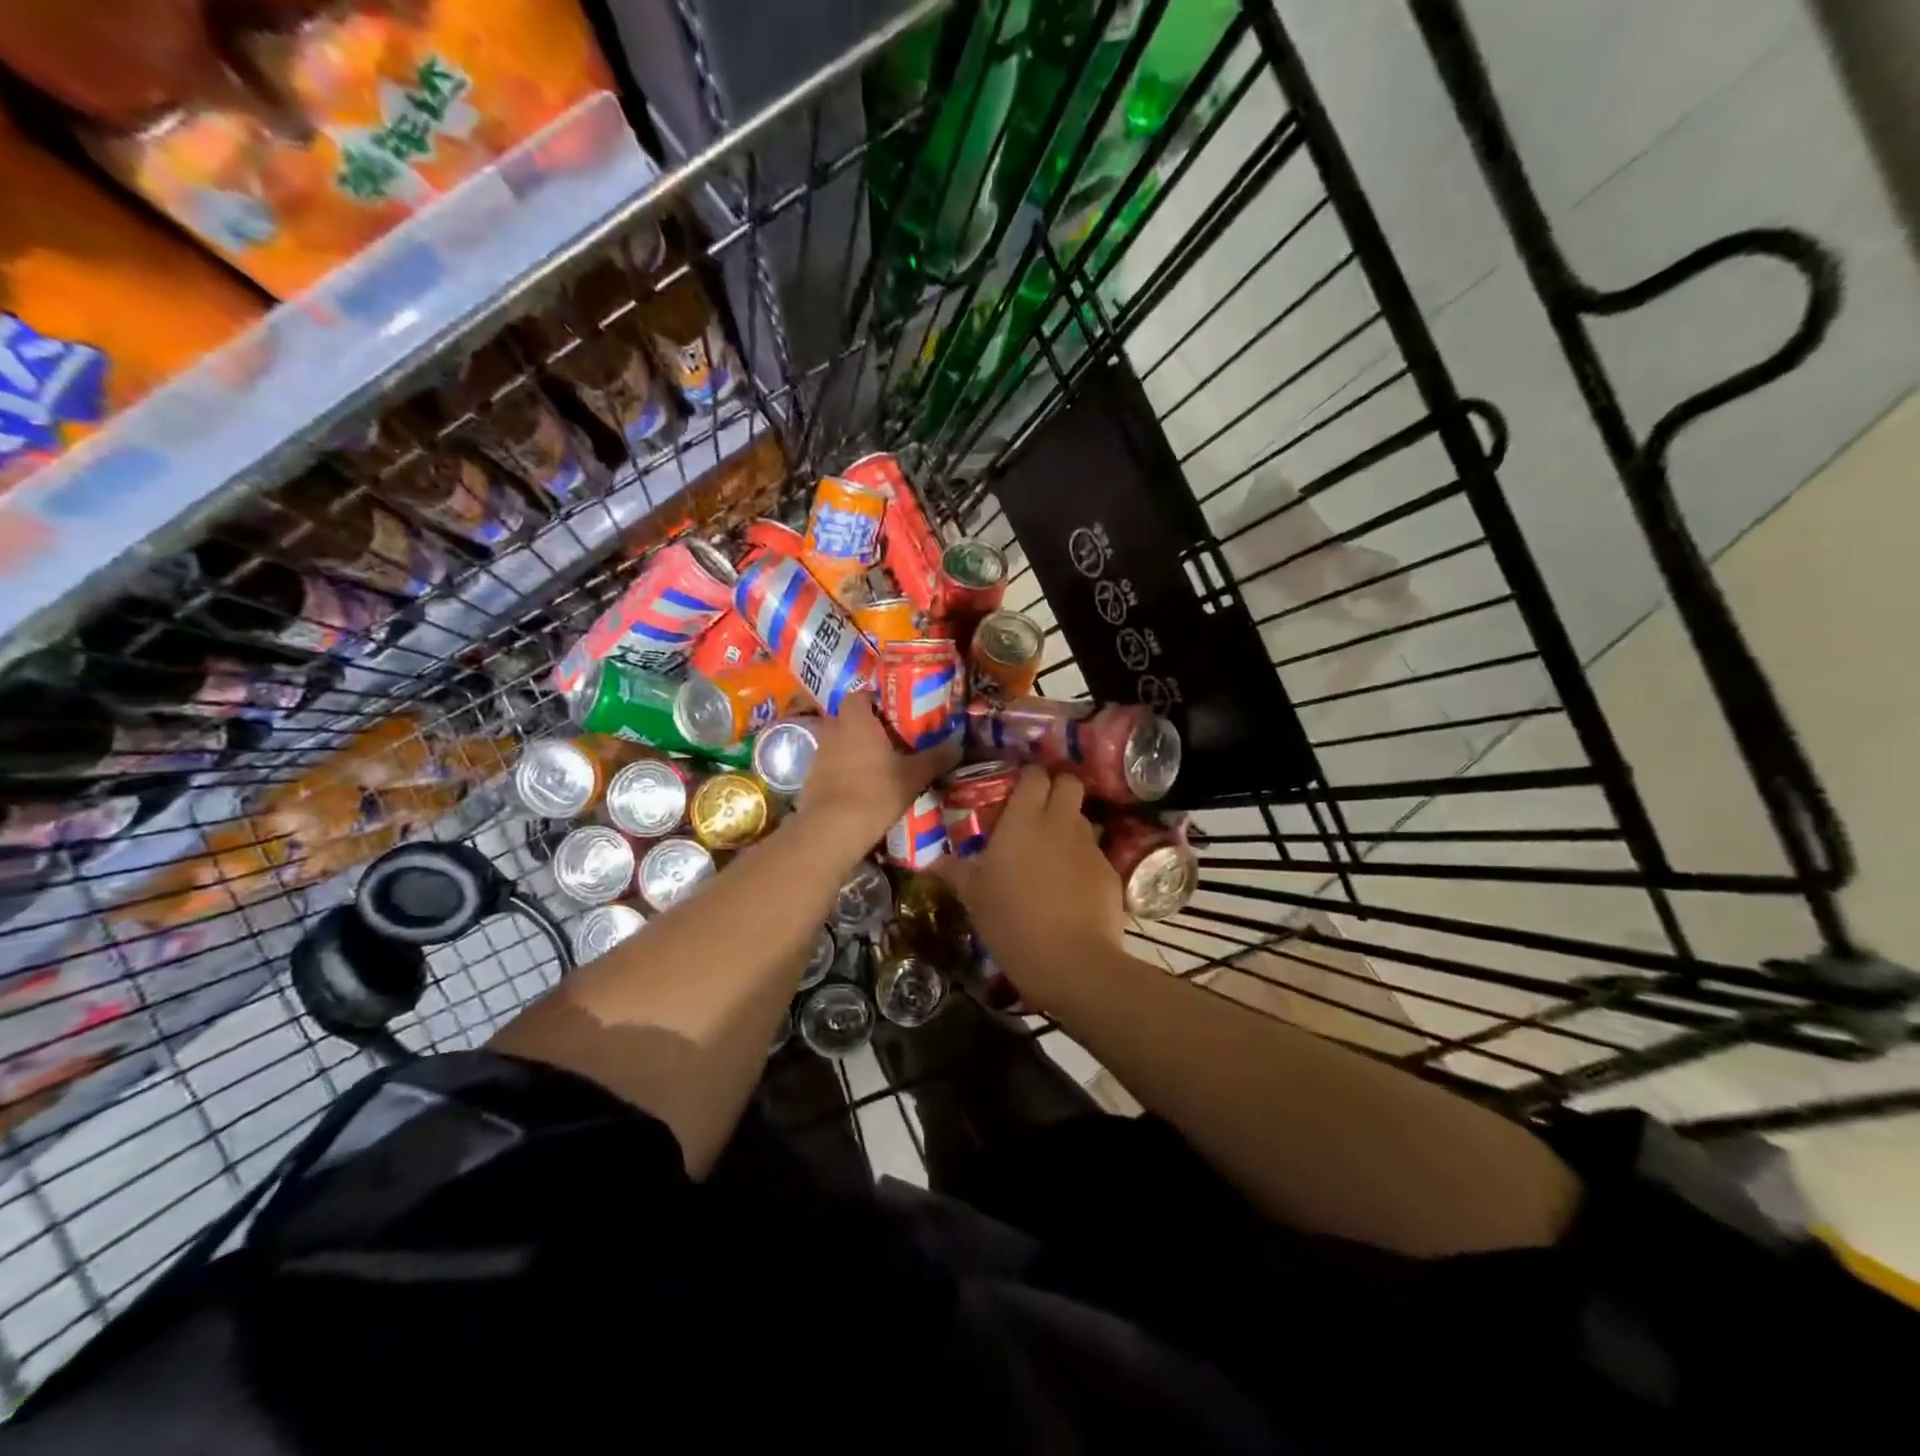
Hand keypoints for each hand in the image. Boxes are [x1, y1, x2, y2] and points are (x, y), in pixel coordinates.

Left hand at [795, 692, 957, 854]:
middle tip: (890, 739)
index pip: (859, 695)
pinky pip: (831, 767)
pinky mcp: (811, 780)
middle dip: (866, 727)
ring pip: (839, 744)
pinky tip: (861, 788)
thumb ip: (936, 758)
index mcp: (856, 721)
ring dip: (854, 750)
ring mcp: (818, 756)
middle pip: (848, 719)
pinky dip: (844, 772)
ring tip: (878, 765)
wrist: (833, 828)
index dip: (874, 700)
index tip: (893, 712)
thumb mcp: (914, 775)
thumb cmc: (876, 791)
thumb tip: (958, 746)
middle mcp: (833, 731)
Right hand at [934, 767, 1126, 1011]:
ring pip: (1083, 819)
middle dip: (1059, 787)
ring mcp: (1089, 846)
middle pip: (1069, 783)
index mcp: (1023, 820)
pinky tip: (1072, 888)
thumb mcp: (975, 897)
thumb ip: (956, 872)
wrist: (1070, 961)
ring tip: (1054, 852)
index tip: (1018, 789)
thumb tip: (932, 862)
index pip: (1034, 776)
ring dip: (1070, 826)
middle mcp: (1060, 823)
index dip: (1029, 777)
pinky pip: (1095, 854)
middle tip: (1041, 809)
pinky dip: (1083, 861)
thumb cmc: (1011, 922)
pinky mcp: (1110, 872)